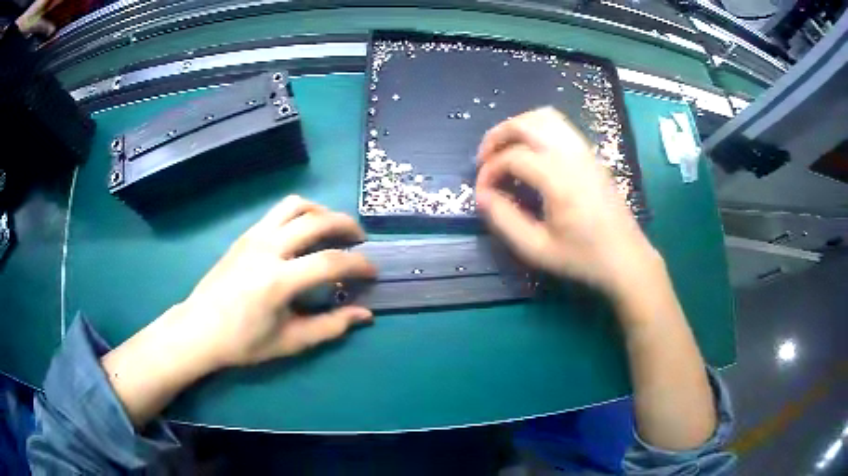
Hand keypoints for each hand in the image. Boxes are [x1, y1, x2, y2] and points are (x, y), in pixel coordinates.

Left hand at [177, 195, 376, 367]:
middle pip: (316, 220)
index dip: (358, 265)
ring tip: (332, 228)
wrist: (199, 329)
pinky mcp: (244, 236)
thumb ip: (330, 326)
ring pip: (295, 206)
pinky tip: (303, 234)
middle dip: (345, 225)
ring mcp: (253, 237)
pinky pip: (278, 212)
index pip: (330, 262)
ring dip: (321, 211)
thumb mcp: (290, 342)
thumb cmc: (243, 342)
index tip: (372, 272)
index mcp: (278, 281)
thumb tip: (364, 314)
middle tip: (359, 240)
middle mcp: (267, 249)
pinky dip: (299, 214)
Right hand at [475, 107, 662, 299]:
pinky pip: (560, 125)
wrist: (625, 258)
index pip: (512, 157)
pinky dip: (537, 128)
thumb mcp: (537, 249)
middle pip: (526, 124)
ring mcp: (584, 151)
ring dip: (517, 127)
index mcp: (559, 180)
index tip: (482, 193)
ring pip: (544, 117)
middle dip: (497, 136)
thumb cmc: (583, 258)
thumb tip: (482, 196)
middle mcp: (571, 156)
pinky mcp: (591, 154)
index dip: (489, 171)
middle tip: (484, 160)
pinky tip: (531, 151)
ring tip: (505, 150)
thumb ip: (504, 220)